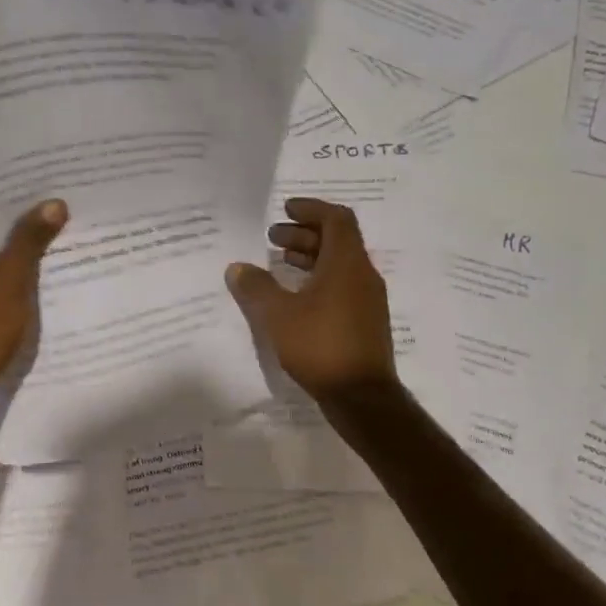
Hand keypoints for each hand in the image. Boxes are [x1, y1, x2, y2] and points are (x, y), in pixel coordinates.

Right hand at [226, 198, 397, 405]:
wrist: (362, 397)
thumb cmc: (320, 345)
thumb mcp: (278, 315)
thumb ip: (256, 287)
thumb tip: (238, 268)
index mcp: (347, 264)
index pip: (336, 219)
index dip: (311, 208)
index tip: (285, 208)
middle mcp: (363, 275)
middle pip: (337, 240)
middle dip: (304, 233)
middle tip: (272, 238)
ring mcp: (367, 300)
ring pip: (339, 264)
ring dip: (310, 257)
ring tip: (279, 262)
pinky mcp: (364, 322)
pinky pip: (341, 286)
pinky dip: (317, 279)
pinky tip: (294, 296)